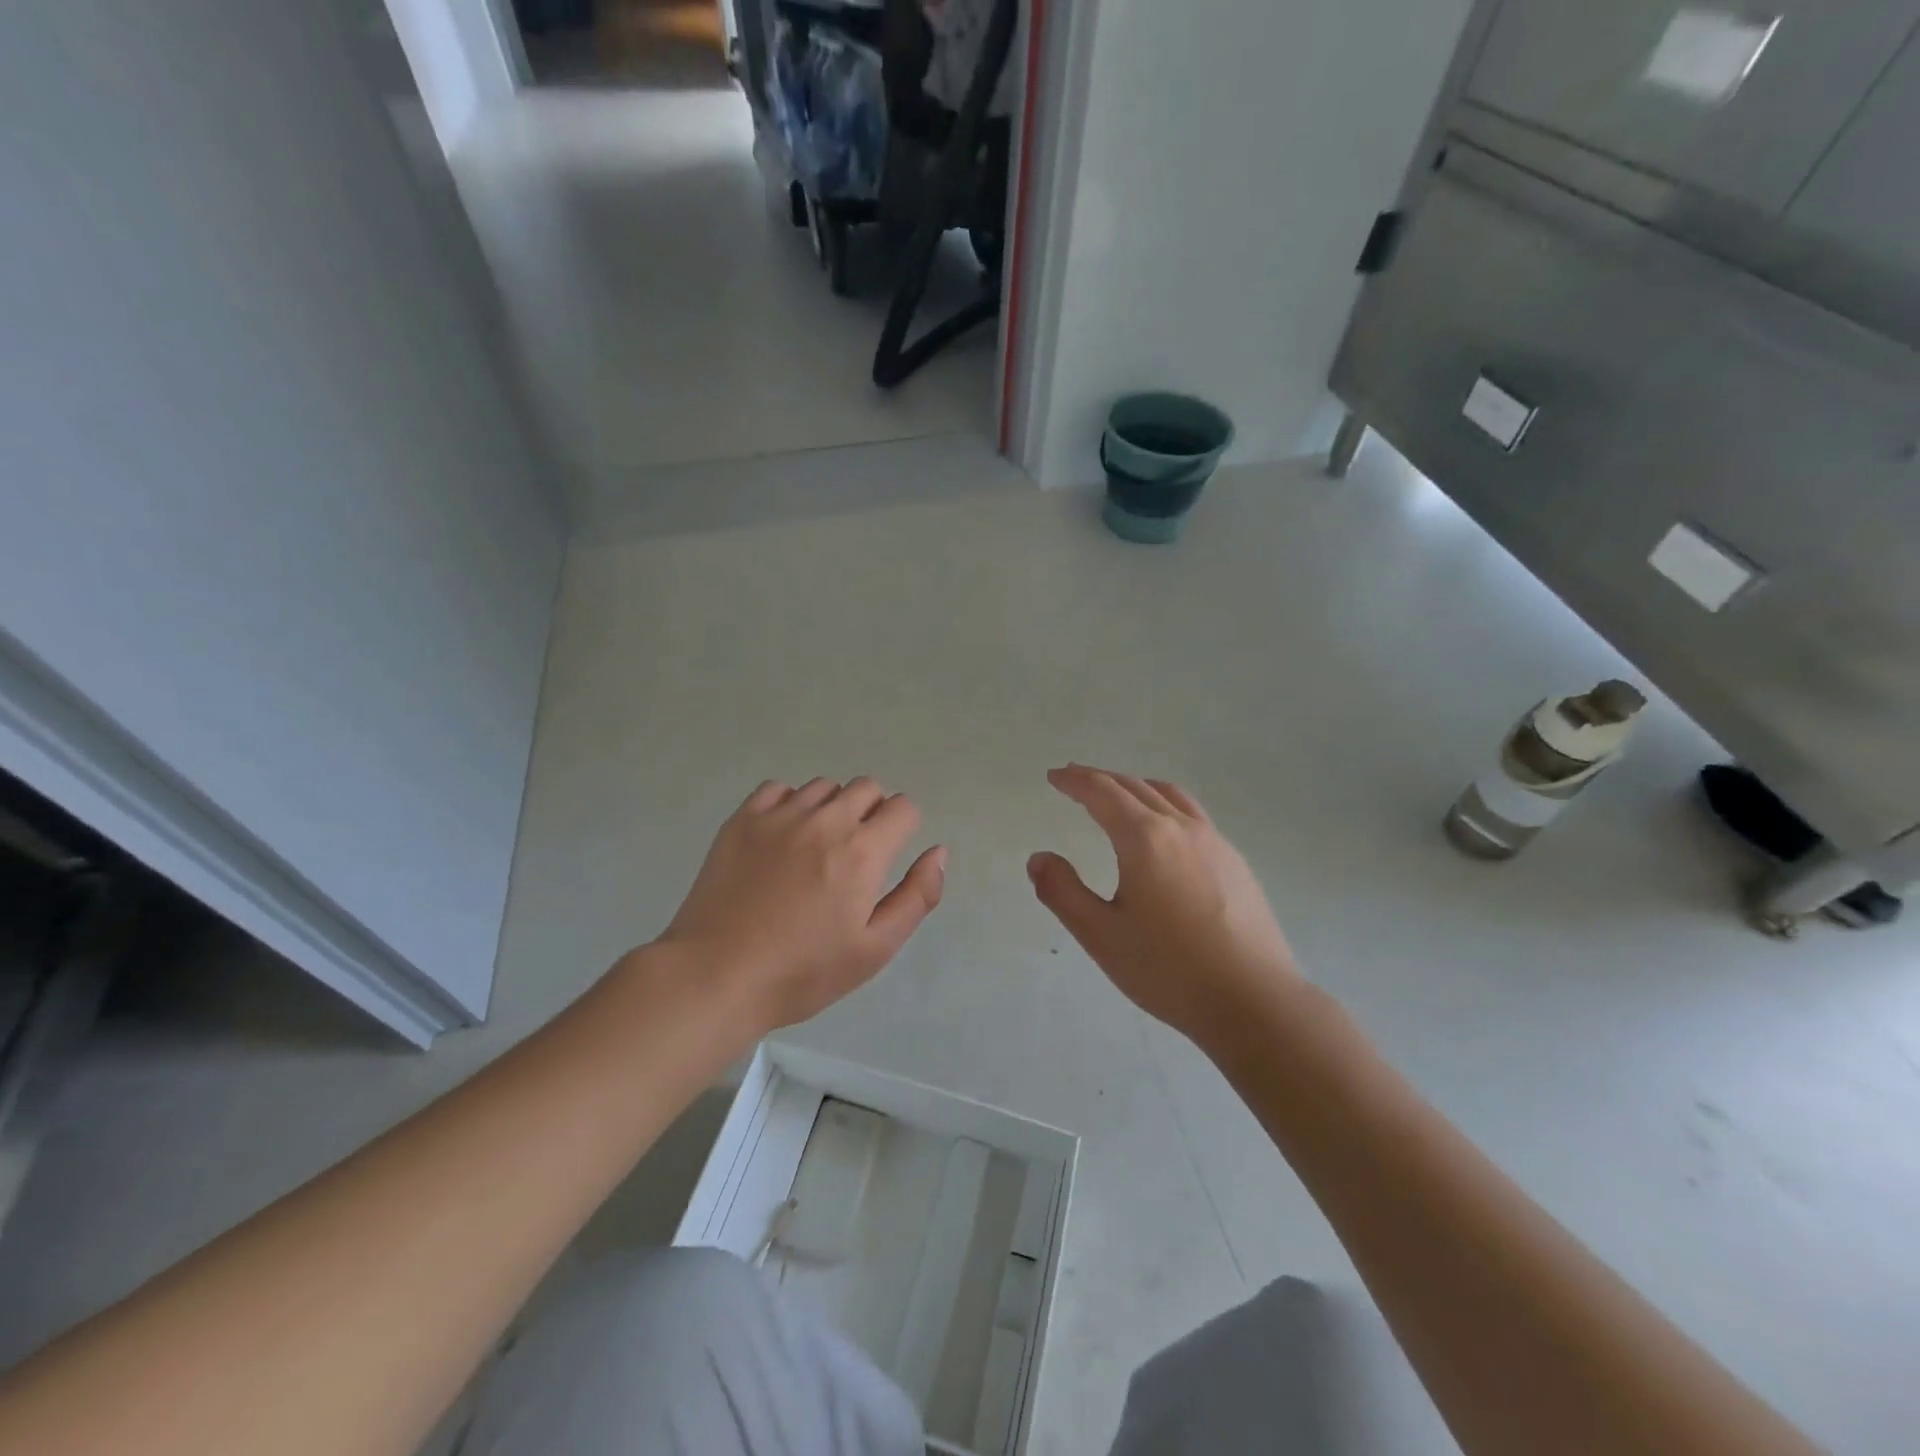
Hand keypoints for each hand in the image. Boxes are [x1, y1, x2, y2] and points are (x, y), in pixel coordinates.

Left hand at [658, 777, 946, 1033]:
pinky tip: (781, 839)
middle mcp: (825, 820)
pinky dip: (789, 804)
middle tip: (854, 856)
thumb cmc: (803, 972)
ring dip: (832, 808)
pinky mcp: (742, 820)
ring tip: (815, 849)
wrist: (717, 975)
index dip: (903, 829)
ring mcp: (780, 816)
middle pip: (866, 788)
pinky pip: (779, 789)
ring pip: (824, 787)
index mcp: (863, 851)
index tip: (886, 857)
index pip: (902, 808)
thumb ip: (916, 896)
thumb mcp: (875, 948)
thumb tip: (938, 852)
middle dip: (872, 813)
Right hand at [1028, 765, 1299, 1051]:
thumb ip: (1063, 892)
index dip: (1075, 781)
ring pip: (1170, 796)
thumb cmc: (1168, 969)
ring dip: (1137, 787)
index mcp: (1145, 839)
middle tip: (1076, 779)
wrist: (1254, 1000)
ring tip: (1120, 795)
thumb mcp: (1101, 935)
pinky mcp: (1236, 863)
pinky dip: (1165, 805)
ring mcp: (1215, 842)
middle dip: (1101, 779)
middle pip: (1135, 787)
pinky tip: (1165, 833)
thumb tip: (1039, 858)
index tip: (1055, 776)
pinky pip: (1193, 816)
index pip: (1103, 793)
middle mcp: (1181, 828)